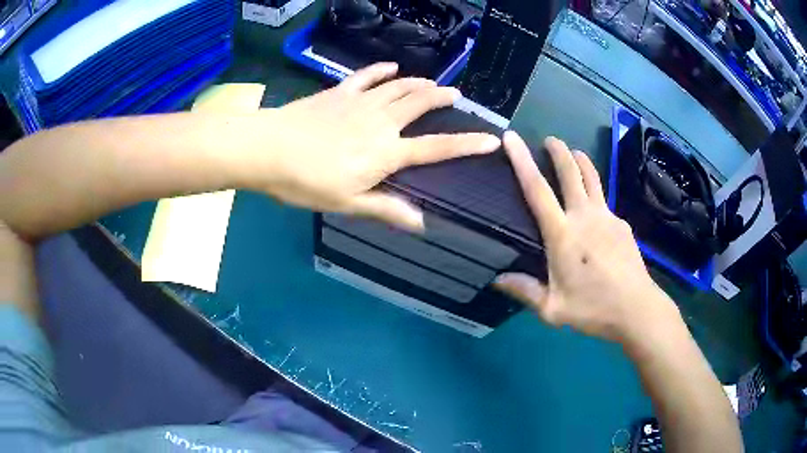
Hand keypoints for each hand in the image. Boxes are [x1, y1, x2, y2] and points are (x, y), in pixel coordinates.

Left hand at [245, 63, 500, 230]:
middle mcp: (381, 122)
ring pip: (399, 87)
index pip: (437, 147)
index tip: (491, 139)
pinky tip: (391, 67)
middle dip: (442, 98)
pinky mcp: (339, 92)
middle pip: (420, 104)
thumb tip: (422, 222)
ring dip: (419, 83)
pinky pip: (366, 78)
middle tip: (457, 95)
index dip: (467, 144)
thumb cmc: (305, 182)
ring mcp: (360, 102)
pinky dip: (381, 71)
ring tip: (433, 82)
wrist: (267, 150)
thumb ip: (386, 208)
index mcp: (386, 152)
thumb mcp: (347, 203)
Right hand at [495, 132, 677, 342]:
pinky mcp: (622, 223)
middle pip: (571, 171)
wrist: (636, 308)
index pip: (537, 189)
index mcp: (562, 234)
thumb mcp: (552, 309)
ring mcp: (607, 217)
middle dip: (558, 150)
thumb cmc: (592, 309)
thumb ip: (525, 291)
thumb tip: (497, 279)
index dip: (522, 160)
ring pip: (592, 178)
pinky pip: (605, 203)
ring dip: (581, 161)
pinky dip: (596, 196)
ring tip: (574, 153)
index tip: (512, 138)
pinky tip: (595, 213)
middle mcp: (584, 216)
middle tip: (550, 139)